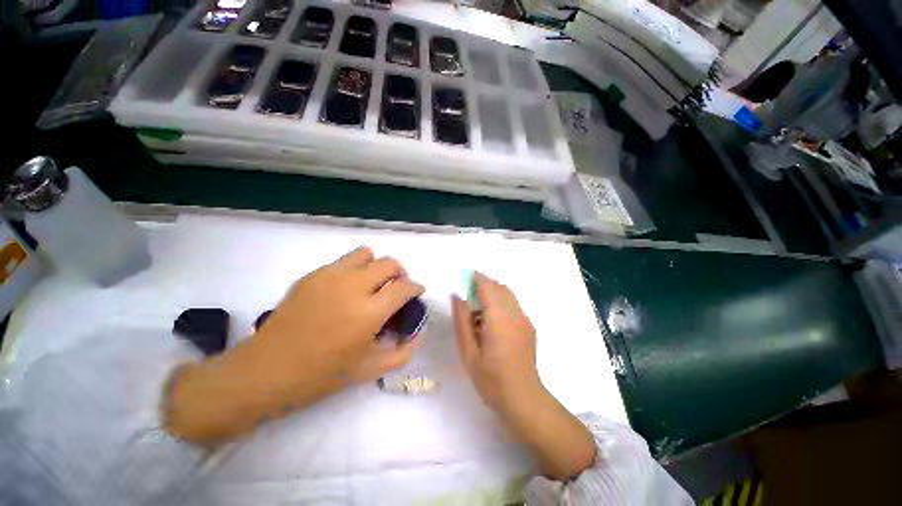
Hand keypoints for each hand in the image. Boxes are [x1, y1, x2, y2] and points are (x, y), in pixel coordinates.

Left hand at [253, 246, 423, 390]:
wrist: (267, 369)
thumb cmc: (322, 374)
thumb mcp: (370, 370)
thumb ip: (403, 352)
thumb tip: (418, 332)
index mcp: (369, 312)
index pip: (405, 286)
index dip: (416, 287)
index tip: (416, 293)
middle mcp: (353, 287)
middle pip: (389, 263)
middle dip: (400, 273)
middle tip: (395, 289)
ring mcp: (330, 276)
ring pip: (366, 253)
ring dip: (376, 266)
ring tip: (372, 283)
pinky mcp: (313, 274)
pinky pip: (344, 261)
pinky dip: (355, 269)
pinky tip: (346, 289)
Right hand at [452, 272, 540, 412]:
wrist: (523, 399)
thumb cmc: (491, 379)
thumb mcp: (468, 352)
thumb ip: (461, 320)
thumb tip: (457, 296)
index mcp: (499, 318)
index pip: (487, 286)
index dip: (475, 278)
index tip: (463, 277)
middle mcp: (514, 313)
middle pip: (499, 286)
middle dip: (483, 284)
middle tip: (467, 296)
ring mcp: (524, 319)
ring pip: (507, 293)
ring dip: (492, 292)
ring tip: (477, 310)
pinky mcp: (528, 326)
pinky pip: (512, 304)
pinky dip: (500, 302)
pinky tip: (491, 321)